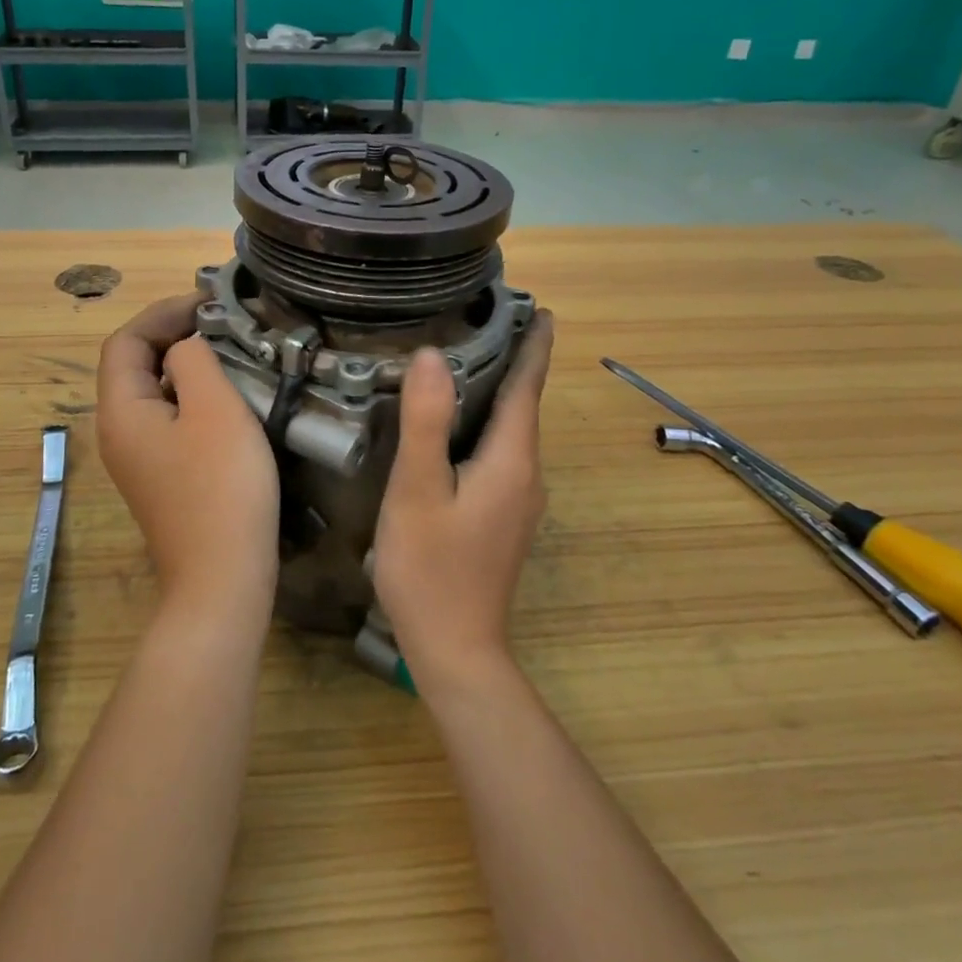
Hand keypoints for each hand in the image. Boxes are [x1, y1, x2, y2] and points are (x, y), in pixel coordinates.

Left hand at [96, 295, 280, 625]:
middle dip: (174, 335)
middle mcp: (119, 432)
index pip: (126, 342)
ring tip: (228, 352)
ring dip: (185, 365)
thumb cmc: (221, 487)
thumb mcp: (213, 408)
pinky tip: (226, 399)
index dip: (163, 314)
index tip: (209, 304)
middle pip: (134, 365)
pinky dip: (192, 396)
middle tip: (222, 324)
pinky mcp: (162, 476)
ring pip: (154, 392)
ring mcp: (138, 459)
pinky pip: (169, 419)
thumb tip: (186, 347)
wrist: (223, 578)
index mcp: (121, 411)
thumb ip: (194, 360)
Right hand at [372, 311, 554, 688]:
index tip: (544, 310)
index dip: (535, 347)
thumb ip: (426, 422)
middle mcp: (526, 475)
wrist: (456, 650)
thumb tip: (435, 355)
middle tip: (489, 321)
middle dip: (516, 362)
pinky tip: (458, 425)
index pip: (528, 388)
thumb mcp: (418, 490)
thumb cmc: (431, 567)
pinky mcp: (503, 517)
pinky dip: (488, 424)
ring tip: (470, 360)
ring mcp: (518, 500)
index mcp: (511, 460)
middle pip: (524, 406)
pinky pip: (501, 454)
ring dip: (500, 393)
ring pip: (511, 431)